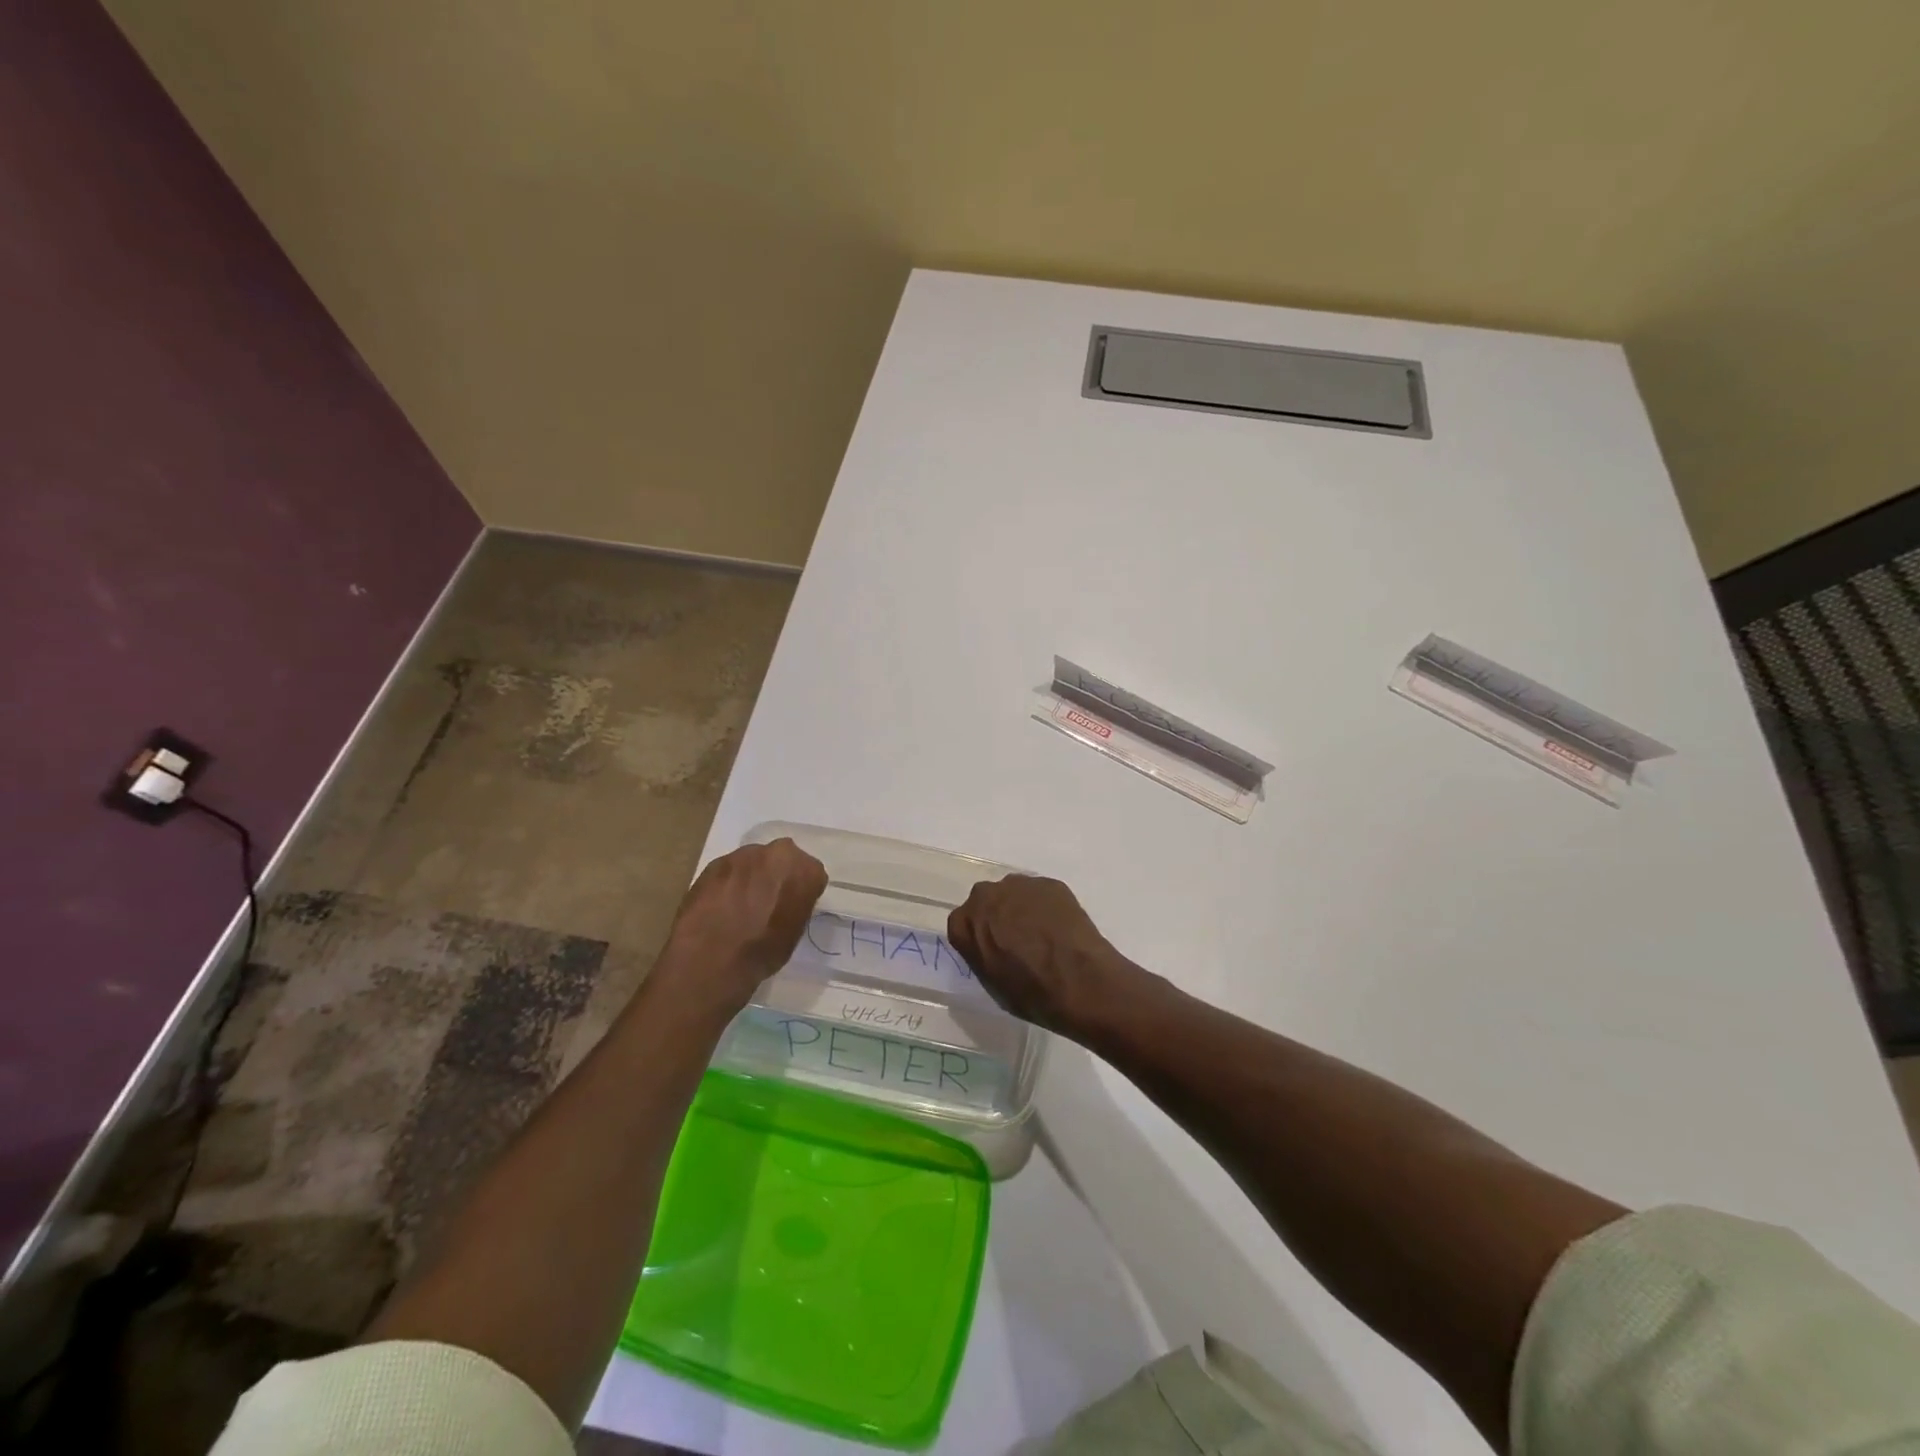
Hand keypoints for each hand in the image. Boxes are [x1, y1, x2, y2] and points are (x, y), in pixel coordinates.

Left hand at [655, 839, 827, 1017]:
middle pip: (783, 860)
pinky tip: (721, 907)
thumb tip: (787, 903)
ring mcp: (742, 855)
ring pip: (754, 862)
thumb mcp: (795, 932)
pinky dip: (728, 884)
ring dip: (751, 878)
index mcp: (805, 869)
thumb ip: (796, 906)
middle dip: (777, 876)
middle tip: (768, 902)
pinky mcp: (713, 863)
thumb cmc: (762, 951)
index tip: (793, 907)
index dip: (802, 892)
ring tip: (740, 906)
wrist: (710, 959)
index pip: (812, 875)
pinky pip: (729, 871)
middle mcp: (776, 853)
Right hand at [946, 875, 1147, 1035]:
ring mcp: (1020, 885)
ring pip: (1013, 894)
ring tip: (1041, 934)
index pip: (961, 924)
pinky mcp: (1050, 884)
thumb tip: (991, 947)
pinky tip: (1060, 928)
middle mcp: (986, 896)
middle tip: (1015, 940)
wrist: (1079, 981)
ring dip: (1021, 908)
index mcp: (965, 924)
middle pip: (986, 902)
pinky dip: (1046, 907)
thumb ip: (982, 955)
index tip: (990, 951)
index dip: (976, 938)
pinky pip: (1040, 894)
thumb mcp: (992, 984)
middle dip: (997, 916)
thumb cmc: (1031, 993)